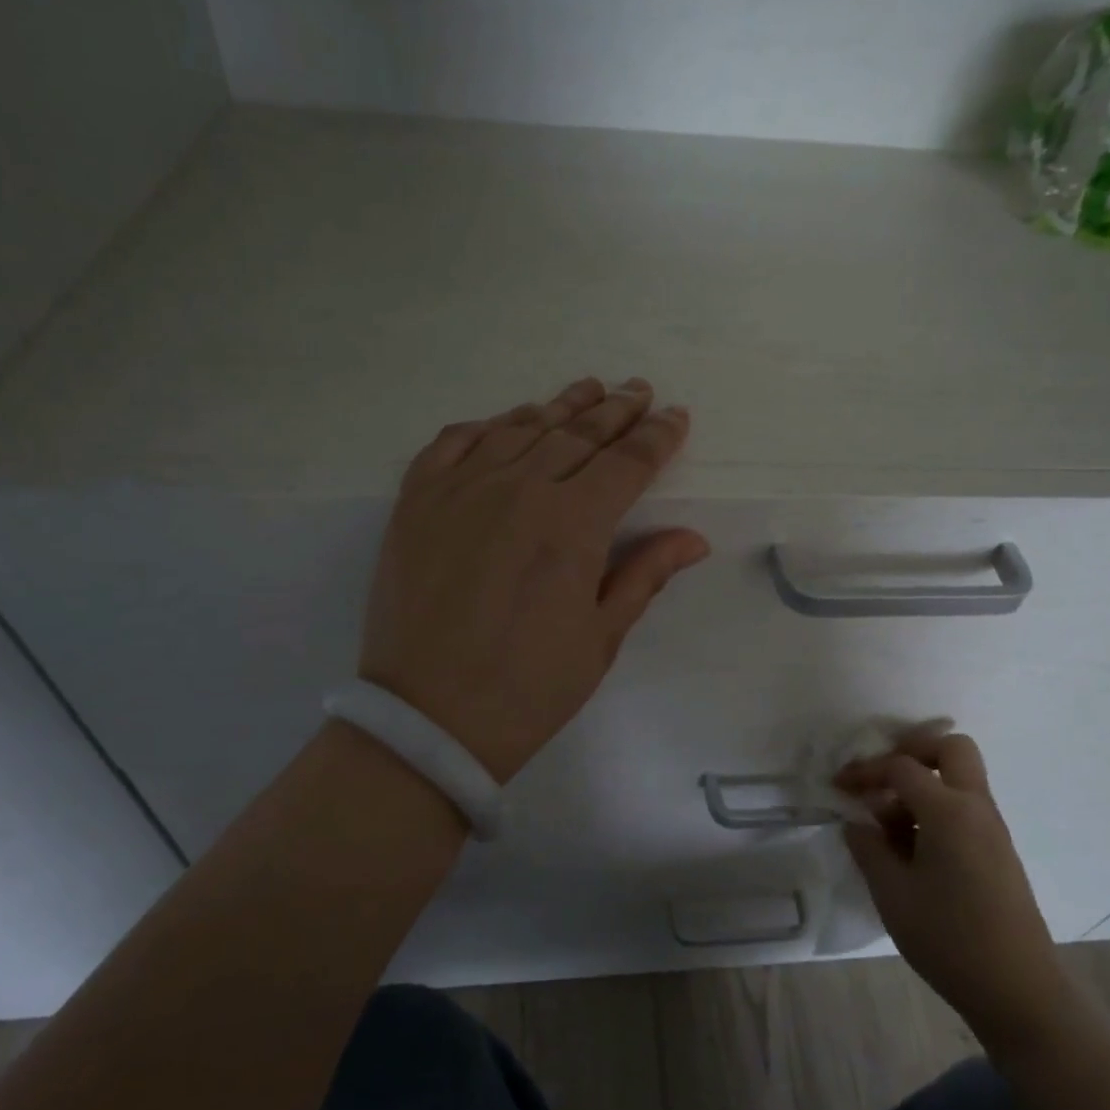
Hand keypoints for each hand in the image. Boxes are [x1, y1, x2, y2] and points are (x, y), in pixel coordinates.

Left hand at [358, 378, 709, 786]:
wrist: (427, 720)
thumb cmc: (527, 688)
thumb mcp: (600, 638)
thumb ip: (645, 575)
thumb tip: (693, 538)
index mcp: (572, 525)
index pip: (626, 463)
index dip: (656, 437)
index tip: (675, 416)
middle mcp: (518, 490)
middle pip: (577, 434)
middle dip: (616, 411)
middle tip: (639, 391)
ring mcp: (460, 489)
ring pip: (520, 428)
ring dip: (559, 406)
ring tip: (587, 389)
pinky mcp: (416, 501)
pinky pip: (454, 442)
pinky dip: (486, 425)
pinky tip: (507, 422)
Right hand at [838, 725, 1076, 1059]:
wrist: (1020, 994)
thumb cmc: (949, 939)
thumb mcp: (892, 893)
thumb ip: (868, 848)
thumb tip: (857, 823)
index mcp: (949, 811)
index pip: (902, 768)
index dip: (865, 771)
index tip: (839, 787)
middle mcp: (977, 808)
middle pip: (951, 749)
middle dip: (912, 752)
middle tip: (881, 779)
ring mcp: (993, 831)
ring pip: (959, 780)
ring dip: (923, 787)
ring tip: (889, 829)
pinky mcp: (999, 854)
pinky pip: (966, 810)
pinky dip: (937, 811)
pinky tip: (912, 852)